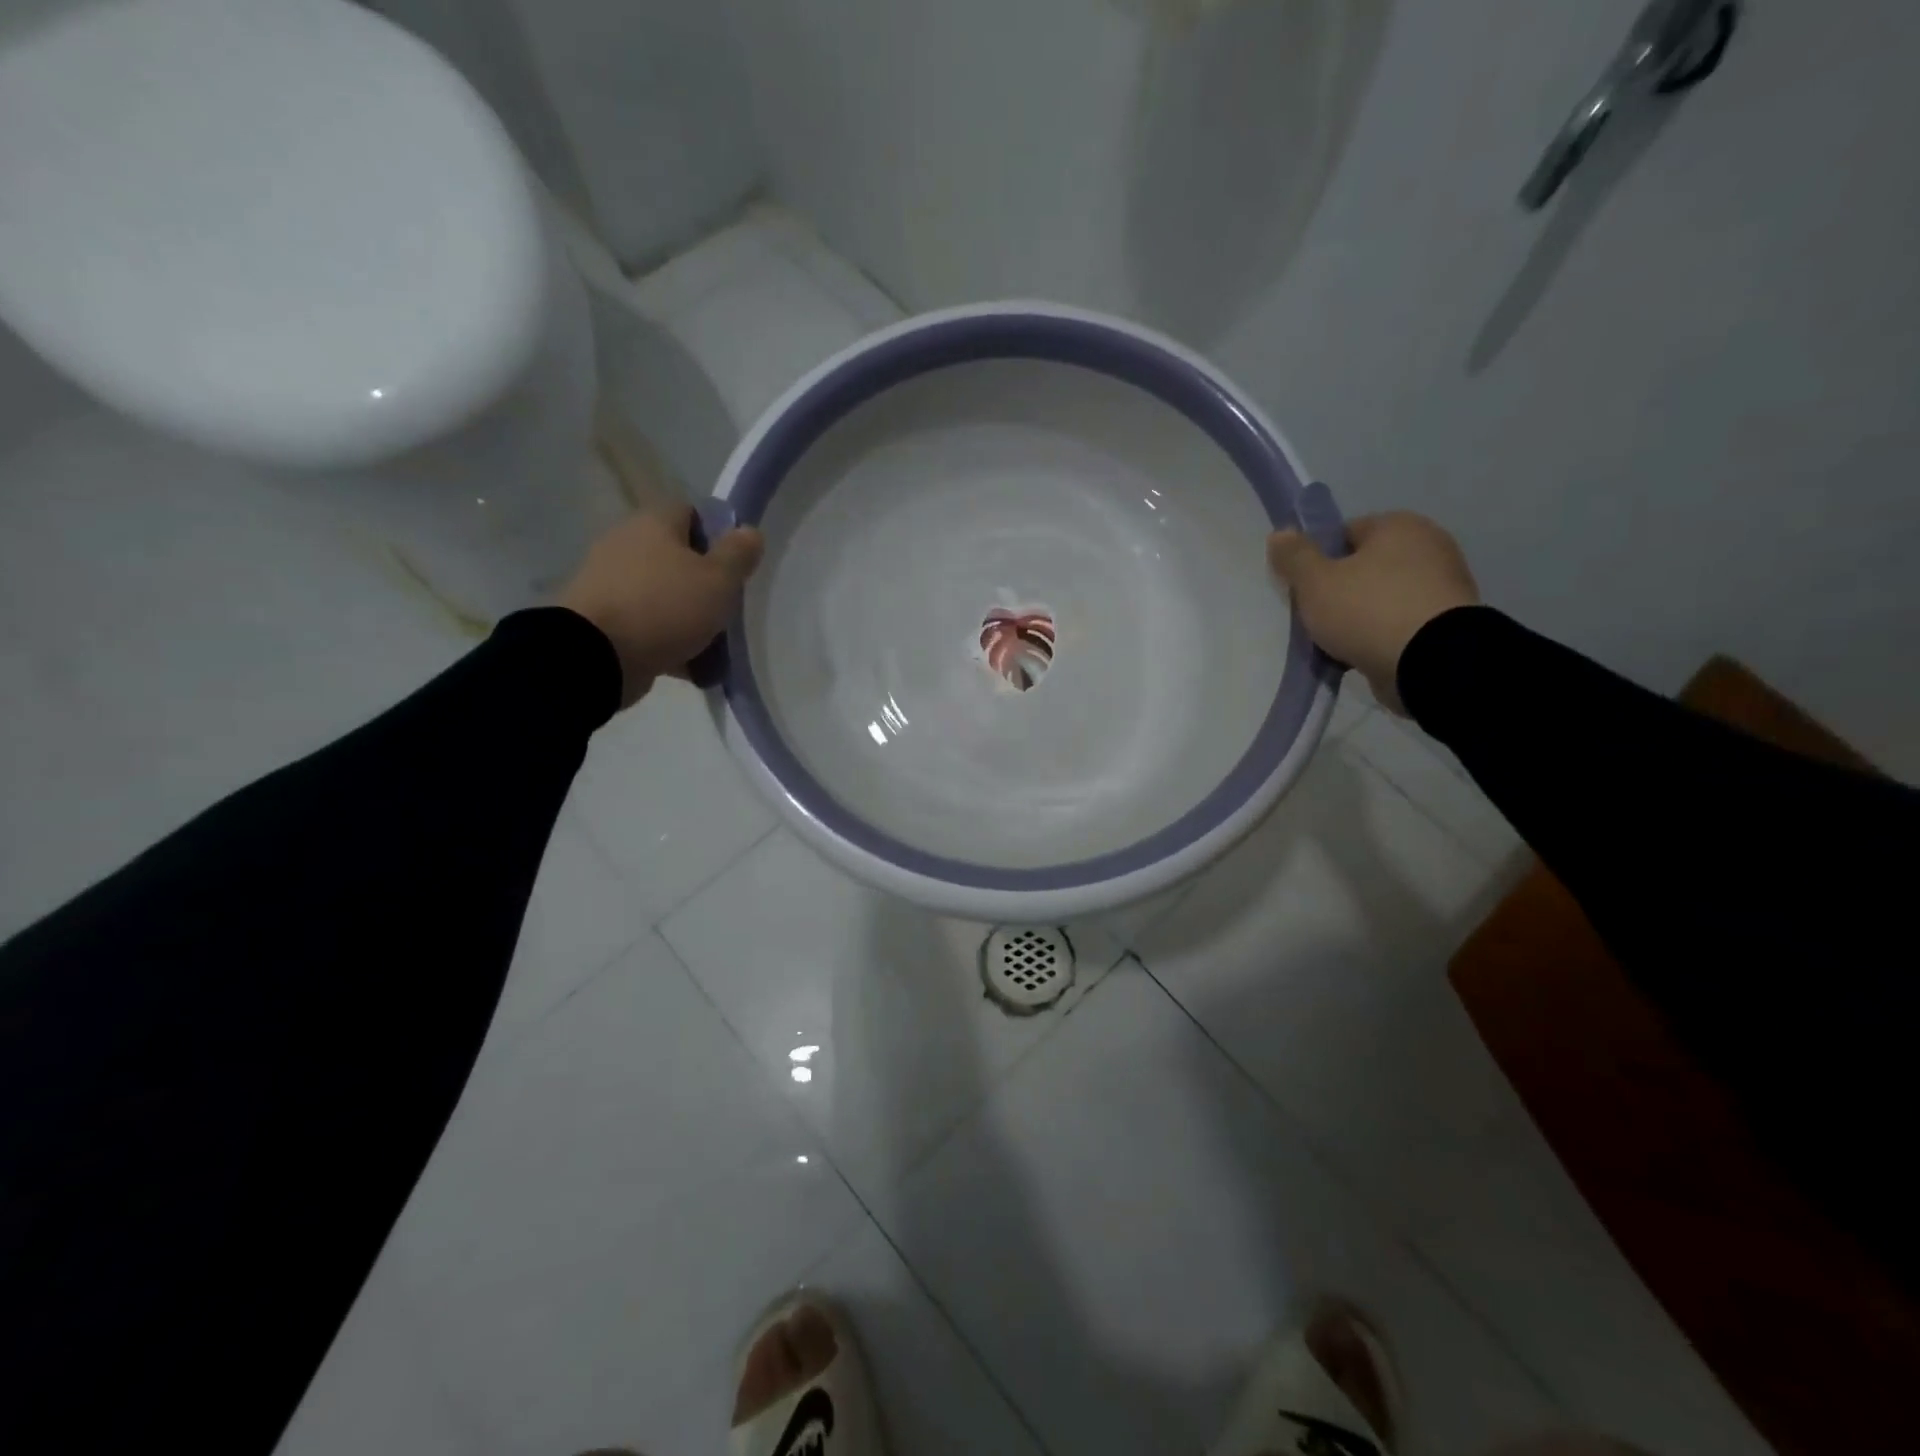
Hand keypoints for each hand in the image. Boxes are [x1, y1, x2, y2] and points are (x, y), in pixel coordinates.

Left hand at [558, 504, 763, 707]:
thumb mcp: (719, 580)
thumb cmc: (666, 607)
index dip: (717, 536)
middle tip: (724, 608)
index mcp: (653, 523)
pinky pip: (643, 623)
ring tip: (709, 646)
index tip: (734, 567)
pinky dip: (664, 640)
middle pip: (675, 557)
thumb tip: (749, 531)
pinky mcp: (599, 617)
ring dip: (684, 615)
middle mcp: (625, 543)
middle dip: (702, 583)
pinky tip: (685, 664)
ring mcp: (608, 581)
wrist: (596, 655)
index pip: (691, 513)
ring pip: (661, 593)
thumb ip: (738, 554)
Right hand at [1267, 512, 1478, 714]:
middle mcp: (1428, 545)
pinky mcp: (1449, 621)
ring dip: (1360, 617)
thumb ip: (1294, 557)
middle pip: (1364, 567)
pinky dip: (1382, 635)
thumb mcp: (1315, 582)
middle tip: (1318, 618)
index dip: (1317, 561)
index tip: (1304, 590)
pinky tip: (1363, 654)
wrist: (1431, 662)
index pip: (1344, 534)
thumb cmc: (1367, 610)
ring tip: (1338, 644)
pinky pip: (1400, 622)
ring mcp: (1444, 584)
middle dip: (1339, 591)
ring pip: (1381, 597)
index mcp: (1399, 525)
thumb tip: (1279, 534)